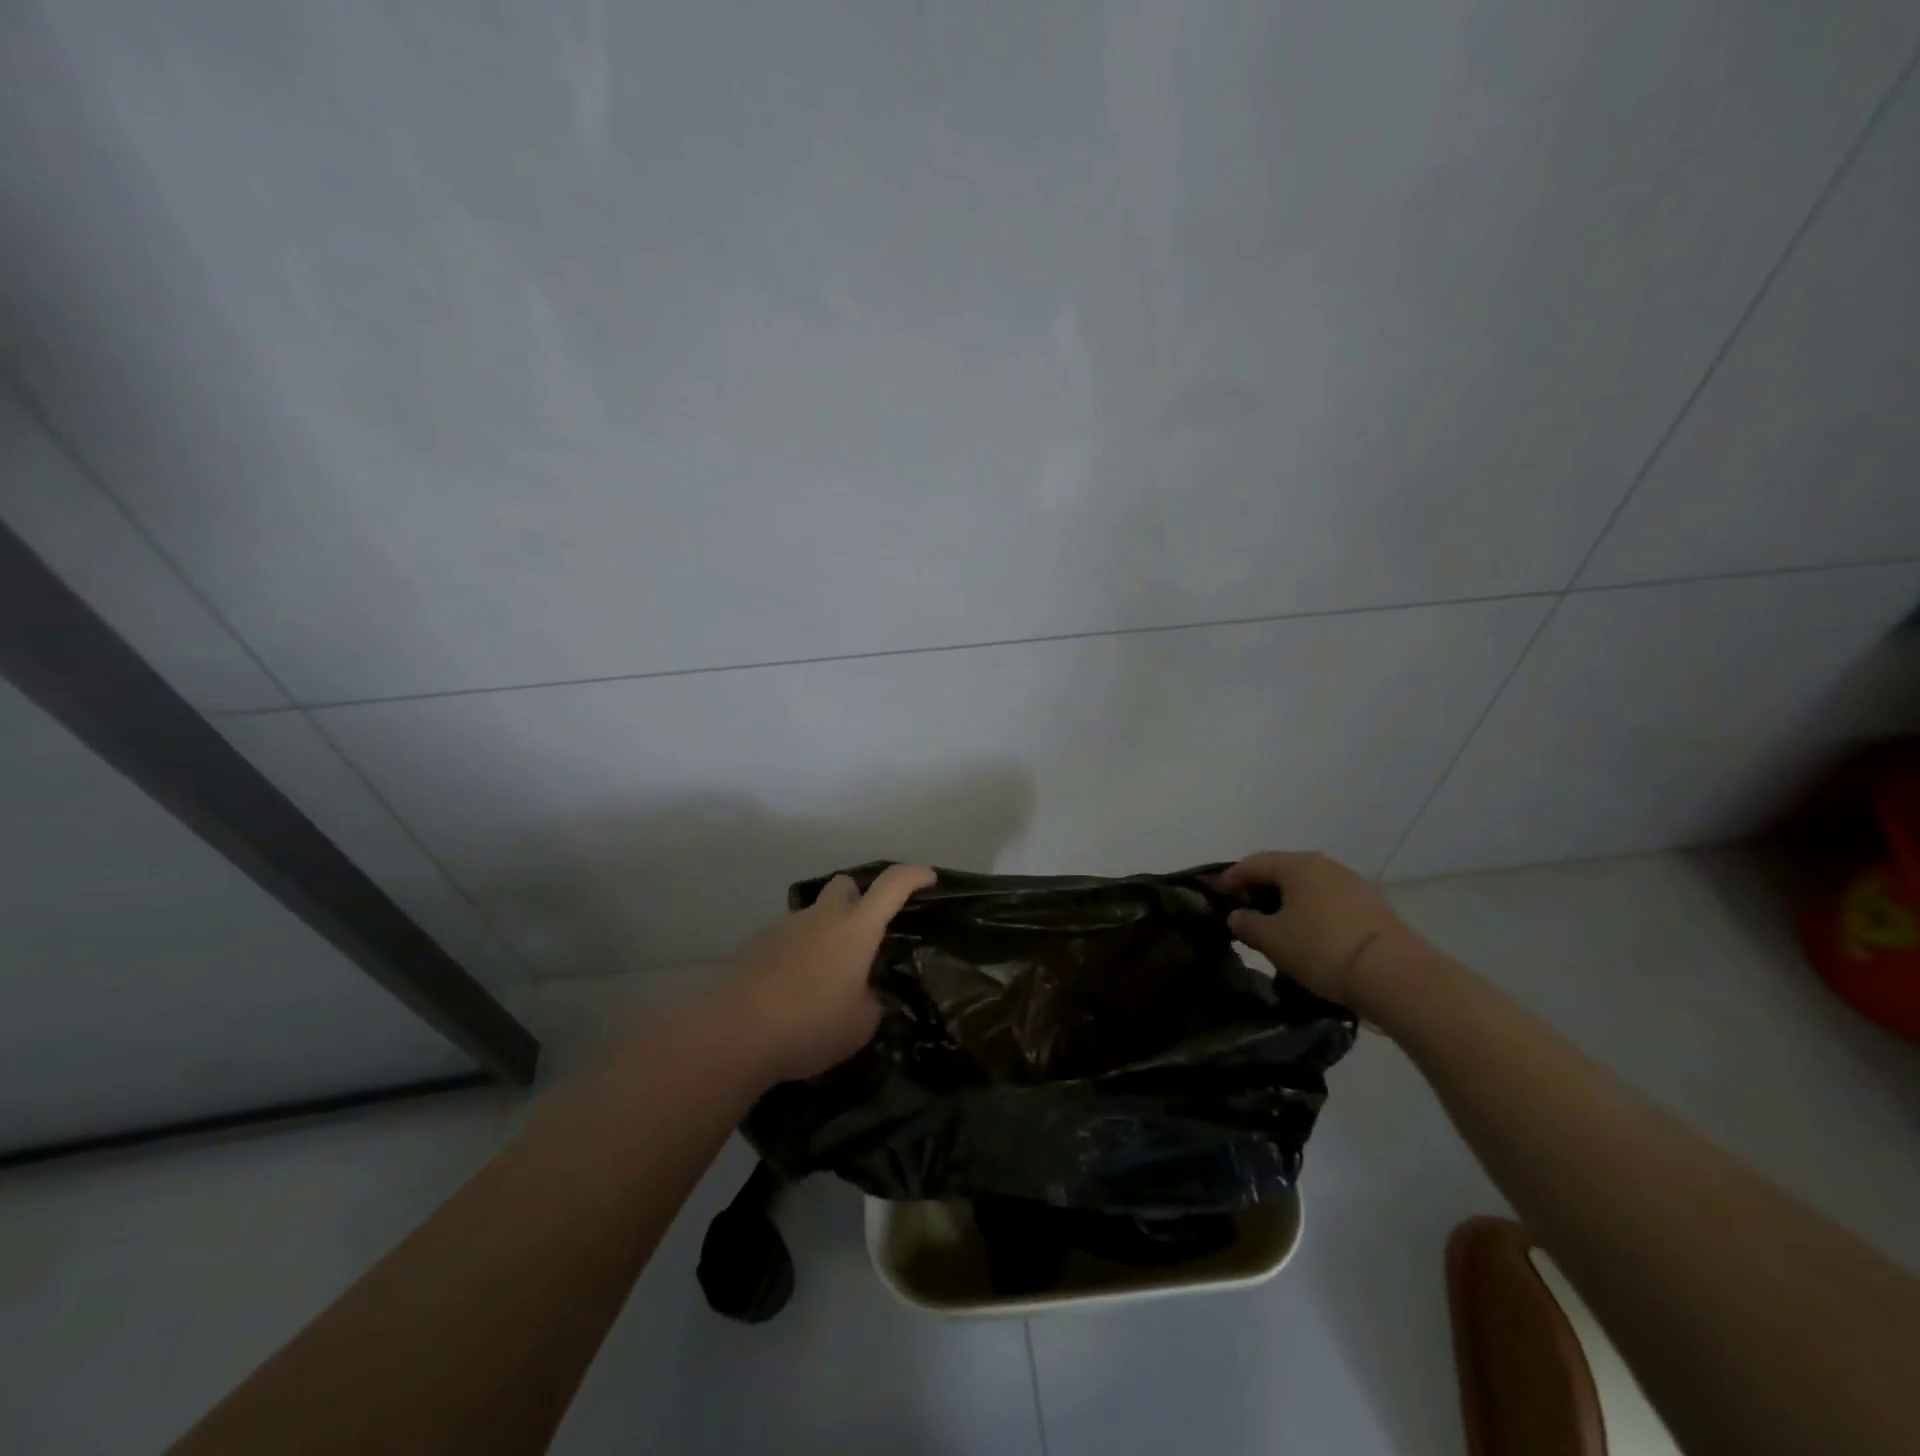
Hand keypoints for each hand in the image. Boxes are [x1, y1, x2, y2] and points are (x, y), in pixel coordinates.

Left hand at [716, 864, 935, 1083]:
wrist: (734, 1034)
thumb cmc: (810, 1026)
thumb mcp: (860, 1026)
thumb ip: (870, 1003)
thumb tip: (863, 996)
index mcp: (856, 929)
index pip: (892, 886)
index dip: (914, 876)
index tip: (928, 877)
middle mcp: (822, 918)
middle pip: (845, 885)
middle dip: (859, 899)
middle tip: (864, 935)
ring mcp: (785, 927)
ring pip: (813, 916)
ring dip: (824, 934)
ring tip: (822, 980)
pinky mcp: (755, 945)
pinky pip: (787, 939)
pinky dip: (796, 955)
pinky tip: (791, 991)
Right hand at [1217, 851, 1431, 1015]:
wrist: (1396, 976)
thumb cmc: (1322, 949)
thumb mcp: (1272, 940)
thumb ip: (1246, 923)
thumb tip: (1237, 916)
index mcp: (1296, 865)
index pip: (1252, 863)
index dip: (1229, 878)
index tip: (1214, 895)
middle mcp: (1324, 865)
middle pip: (1281, 871)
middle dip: (1257, 888)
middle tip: (1241, 910)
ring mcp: (1352, 884)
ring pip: (1306, 887)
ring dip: (1285, 901)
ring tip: (1272, 926)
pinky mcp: (1371, 907)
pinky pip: (1327, 901)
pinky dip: (1308, 912)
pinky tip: (1305, 934)